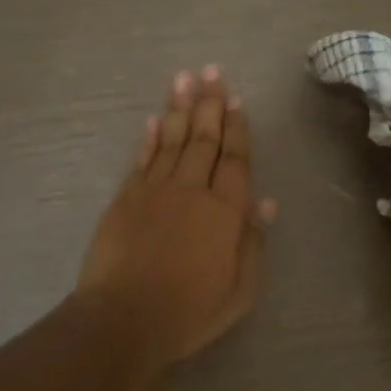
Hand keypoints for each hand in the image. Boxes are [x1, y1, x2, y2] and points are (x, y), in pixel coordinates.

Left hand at [76, 66, 273, 375]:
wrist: (125, 319)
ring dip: (180, 108)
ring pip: (173, 141)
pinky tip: (155, 119)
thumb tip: (265, 202)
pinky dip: (150, 137)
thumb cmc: (190, 311)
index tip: (237, 100)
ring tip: (185, 78)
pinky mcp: (126, 199)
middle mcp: (191, 190)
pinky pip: (142, 159)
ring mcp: (155, 191)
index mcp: (225, 211)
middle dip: (210, 104)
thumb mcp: (239, 290)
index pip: (235, 159)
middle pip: (204, 140)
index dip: (237, 128)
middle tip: (212, 72)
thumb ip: (252, 242)